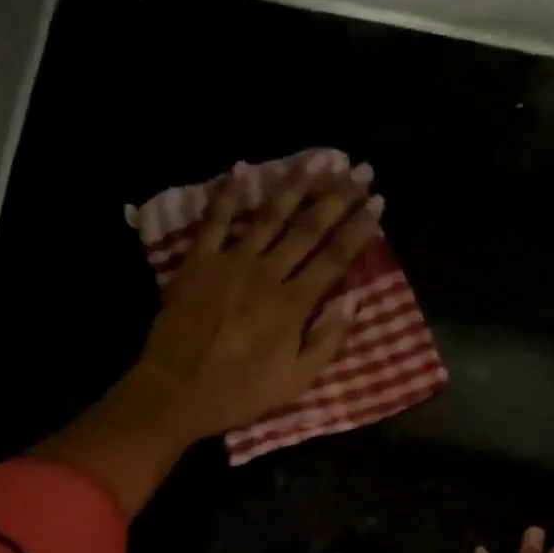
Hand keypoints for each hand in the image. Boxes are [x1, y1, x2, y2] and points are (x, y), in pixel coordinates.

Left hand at [126, 163, 383, 442]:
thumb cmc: (238, 393)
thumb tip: (354, 300)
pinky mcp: (198, 262)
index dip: (358, 229)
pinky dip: (227, 195)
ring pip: (268, 216)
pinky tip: (241, 171)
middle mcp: (267, 273)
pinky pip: (214, 221)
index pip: (334, 258)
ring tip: (317, 160)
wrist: (176, 391)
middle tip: (360, 170)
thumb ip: (327, 341)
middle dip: (337, 198)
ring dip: (295, 186)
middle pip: (308, 228)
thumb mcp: (294, 381)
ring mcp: (230, 263)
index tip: (378, 202)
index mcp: (293, 305)